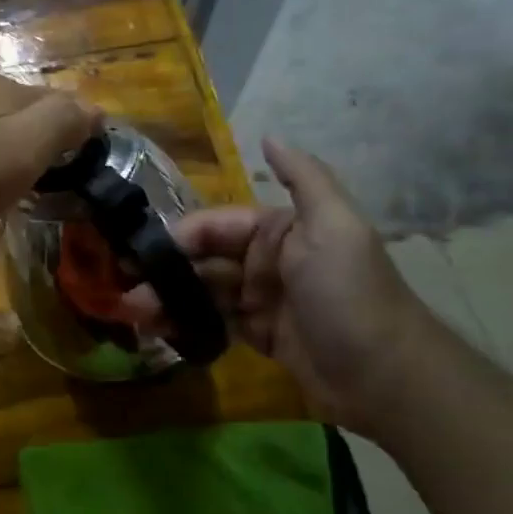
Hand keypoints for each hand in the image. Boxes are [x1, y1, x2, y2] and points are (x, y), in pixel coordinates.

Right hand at [123, 139, 435, 428]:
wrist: (387, 377)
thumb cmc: (350, 294)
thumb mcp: (335, 228)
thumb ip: (304, 179)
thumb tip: (269, 137)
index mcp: (279, 230)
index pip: (216, 226)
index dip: (178, 237)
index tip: (139, 253)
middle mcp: (266, 260)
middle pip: (203, 260)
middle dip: (165, 272)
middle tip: (125, 289)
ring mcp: (260, 299)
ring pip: (202, 292)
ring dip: (168, 298)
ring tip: (133, 313)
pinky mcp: (258, 336)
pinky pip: (212, 322)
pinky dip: (184, 322)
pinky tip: (157, 328)